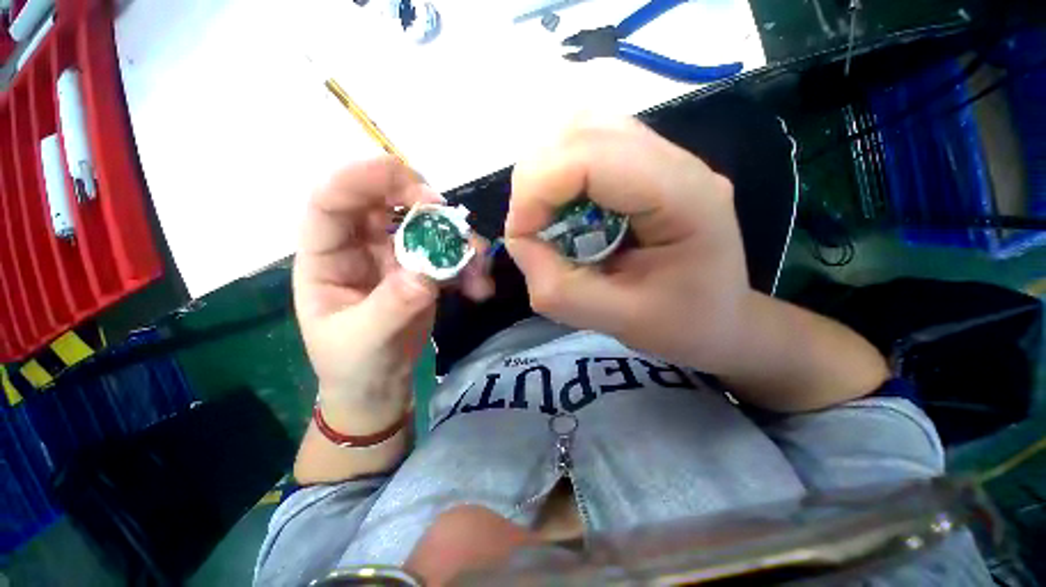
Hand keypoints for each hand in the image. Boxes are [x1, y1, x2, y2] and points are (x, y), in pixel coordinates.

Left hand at [295, 157, 492, 434]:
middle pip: (386, 202)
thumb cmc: (353, 364)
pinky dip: (467, 265)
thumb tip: (426, 274)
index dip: (365, 181)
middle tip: (453, 220)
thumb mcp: (364, 339)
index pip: (332, 201)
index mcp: (327, 256)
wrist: (378, 385)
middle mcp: (360, 247)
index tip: (415, 189)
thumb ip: (392, 305)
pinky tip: (479, 287)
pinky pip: (447, 255)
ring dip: (455, 239)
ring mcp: (395, 257)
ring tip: (478, 266)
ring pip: (424, 226)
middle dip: (421, 202)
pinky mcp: (423, 272)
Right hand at [505, 115, 749, 372]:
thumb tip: (519, 242)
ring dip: (545, 173)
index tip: (521, 238)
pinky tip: (564, 207)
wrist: (720, 317)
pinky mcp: (645, 163)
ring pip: (580, 130)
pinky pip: (586, 145)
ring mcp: (662, 156)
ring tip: (545, 218)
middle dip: (536, 182)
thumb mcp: (617, 321)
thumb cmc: (681, 325)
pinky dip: (559, 173)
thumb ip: (558, 289)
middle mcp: (676, 160)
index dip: (537, 192)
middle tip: (531, 230)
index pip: (590, 155)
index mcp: (685, 196)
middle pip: (580, 131)